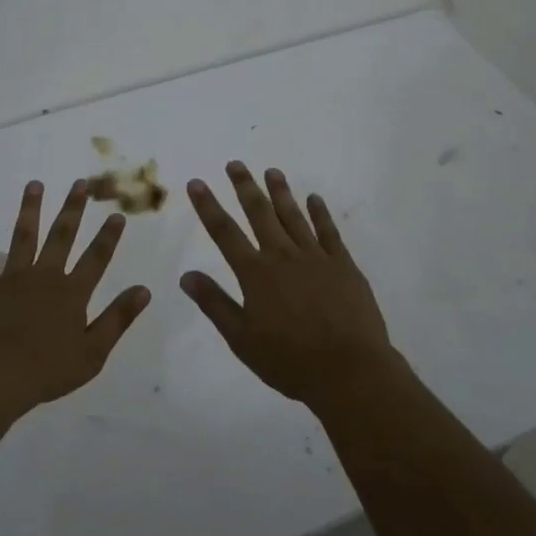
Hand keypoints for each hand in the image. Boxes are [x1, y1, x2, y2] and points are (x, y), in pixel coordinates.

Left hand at [0, 178, 150, 416]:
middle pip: (62, 236)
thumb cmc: (47, 371)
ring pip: (24, 236)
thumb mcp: (93, 352)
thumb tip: (144, 290)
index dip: (108, 236)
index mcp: (72, 293)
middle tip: (80, 183)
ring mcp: (12, 278)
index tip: (117, 214)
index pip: (96, 258)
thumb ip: (118, 318)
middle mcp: (44, 276)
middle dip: (73, 208)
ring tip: (35, 184)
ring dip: (30, 208)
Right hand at [181, 162, 395, 405]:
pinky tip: (314, 199)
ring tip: (271, 171)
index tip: (196, 183)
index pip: (224, 232)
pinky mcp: (343, 265)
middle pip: (259, 213)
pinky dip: (320, 213)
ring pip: (293, 216)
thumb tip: (186, 275)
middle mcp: (282, 256)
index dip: (208, 206)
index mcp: (255, 274)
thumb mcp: (242, 339)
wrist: (349, 371)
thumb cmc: (290, 361)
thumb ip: (215, 304)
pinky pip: (329, 232)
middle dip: (244, 187)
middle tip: (235, 164)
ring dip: (281, 192)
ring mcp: (315, 257)